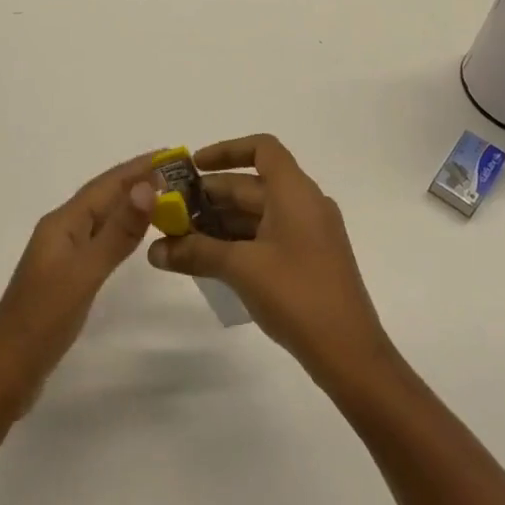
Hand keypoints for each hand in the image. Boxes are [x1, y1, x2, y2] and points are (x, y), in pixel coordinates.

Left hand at [0, 155, 157, 422]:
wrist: (6, 372)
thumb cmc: (44, 319)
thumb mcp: (86, 272)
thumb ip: (118, 231)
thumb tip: (148, 185)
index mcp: (62, 222)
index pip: (106, 184)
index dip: (138, 167)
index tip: (172, 153)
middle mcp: (61, 230)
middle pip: (104, 196)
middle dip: (137, 180)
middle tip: (177, 172)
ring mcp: (62, 253)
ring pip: (102, 217)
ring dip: (131, 203)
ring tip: (164, 196)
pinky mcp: (66, 276)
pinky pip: (99, 239)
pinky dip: (121, 229)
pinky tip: (133, 235)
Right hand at [146, 135, 392, 378]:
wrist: (351, 355)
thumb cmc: (298, 295)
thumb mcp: (241, 269)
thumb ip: (196, 252)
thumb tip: (154, 250)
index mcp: (295, 192)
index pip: (262, 148)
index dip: (226, 150)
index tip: (194, 167)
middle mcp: (304, 204)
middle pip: (252, 184)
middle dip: (211, 195)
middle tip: (172, 210)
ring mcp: (309, 233)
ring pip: (257, 213)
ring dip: (221, 221)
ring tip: (182, 237)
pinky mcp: (308, 260)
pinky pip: (267, 235)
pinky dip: (238, 240)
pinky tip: (210, 259)